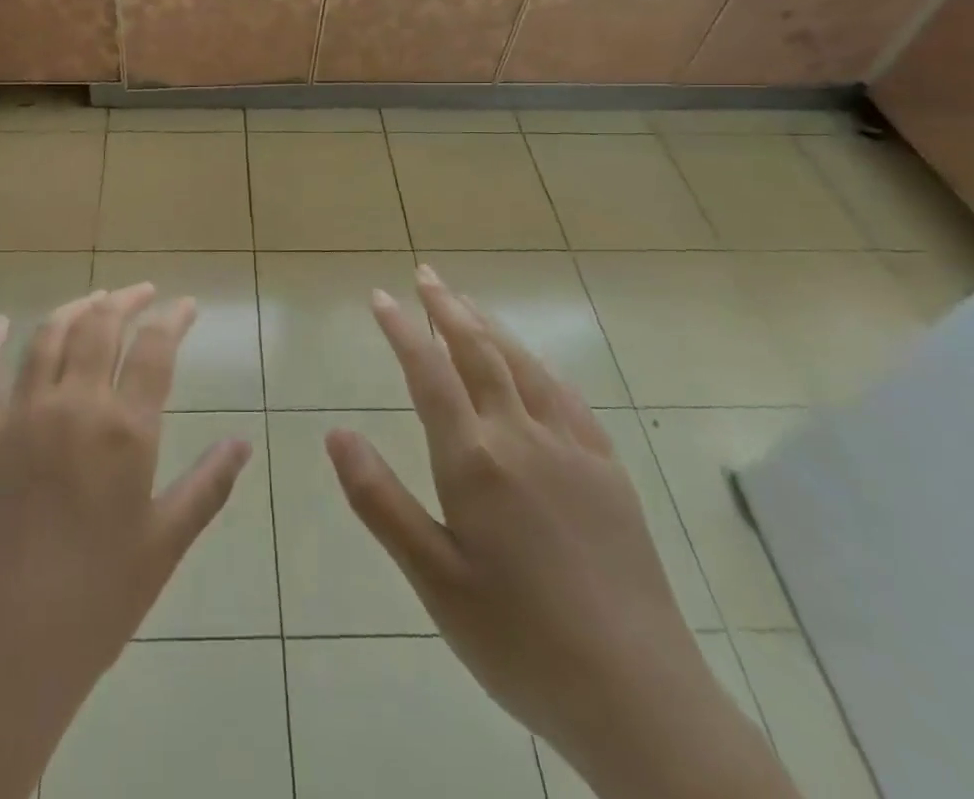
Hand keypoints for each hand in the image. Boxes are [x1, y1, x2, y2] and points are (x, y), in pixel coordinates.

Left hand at [0, 285, 250, 798]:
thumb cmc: (95, 603)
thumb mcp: (165, 545)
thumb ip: (208, 485)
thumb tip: (244, 441)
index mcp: (125, 430)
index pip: (156, 348)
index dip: (174, 318)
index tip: (186, 306)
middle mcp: (73, 404)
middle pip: (101, 326)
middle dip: (127, 300)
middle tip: (143, 294)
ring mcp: (18, 414)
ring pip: (49, 336)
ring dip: (76, 308)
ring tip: (95, 299)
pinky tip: (4, 322)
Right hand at [326, 267, 797, 798]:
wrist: (638, 698)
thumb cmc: (518, 640)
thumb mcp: (433, 578)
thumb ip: (380, 499)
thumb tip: (335, 432)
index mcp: (475, 460)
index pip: (429, 373)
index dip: (402, 330)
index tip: (380, 298)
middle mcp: (523, 437)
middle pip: (479, 353)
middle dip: (448, 307)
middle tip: (425, 275)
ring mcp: (572, 450)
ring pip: (524, 366)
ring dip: (490, 327)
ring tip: (467, 303)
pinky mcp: (609, 472)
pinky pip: (567, 398)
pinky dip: (539, 368)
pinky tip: (534, 368)